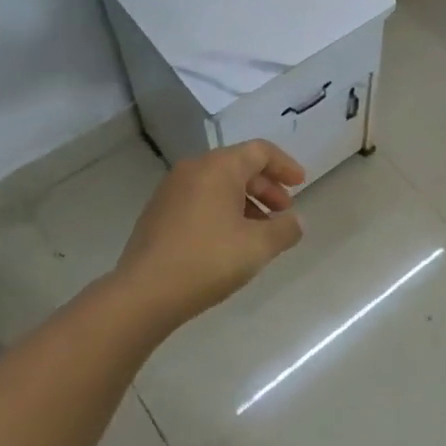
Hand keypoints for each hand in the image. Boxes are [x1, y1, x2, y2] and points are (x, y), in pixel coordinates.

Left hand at [115, 141, 306, 329]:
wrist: (143, 294)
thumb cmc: (208, 260)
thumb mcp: (258, 246)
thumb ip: (285, 229)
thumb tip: (296, 221)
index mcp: (218, 167)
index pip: (260, 151)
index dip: (285, 166)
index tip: (301, 185)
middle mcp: (193, 169)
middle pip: (239, 165)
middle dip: (266, 187)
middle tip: (283, 211)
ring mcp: (171, 190)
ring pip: (218, 184)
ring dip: (245, 201)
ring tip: (260, 231)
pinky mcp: (158, 212)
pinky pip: (200, 199)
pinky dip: (222, 210)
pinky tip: (230, 240)